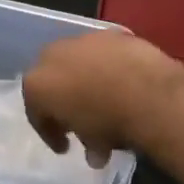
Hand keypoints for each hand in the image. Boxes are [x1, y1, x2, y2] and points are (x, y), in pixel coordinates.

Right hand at [22, 31, 183, 167]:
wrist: (147, 91)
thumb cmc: (108, 121)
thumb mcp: (92, 142)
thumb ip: (86, 140)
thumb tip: (96, 151)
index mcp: (37, 83)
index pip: (36, 112)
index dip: (50, 132)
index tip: (65, 146)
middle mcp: (52, 55)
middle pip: (52, 80)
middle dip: (63, 99)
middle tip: (80, 119)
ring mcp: (81, 39)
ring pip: (77, 62)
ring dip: (86, 80)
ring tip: (106, 102)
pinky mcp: (109, 33)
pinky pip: (102, 54)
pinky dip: (107, 67)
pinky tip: (123, 83)